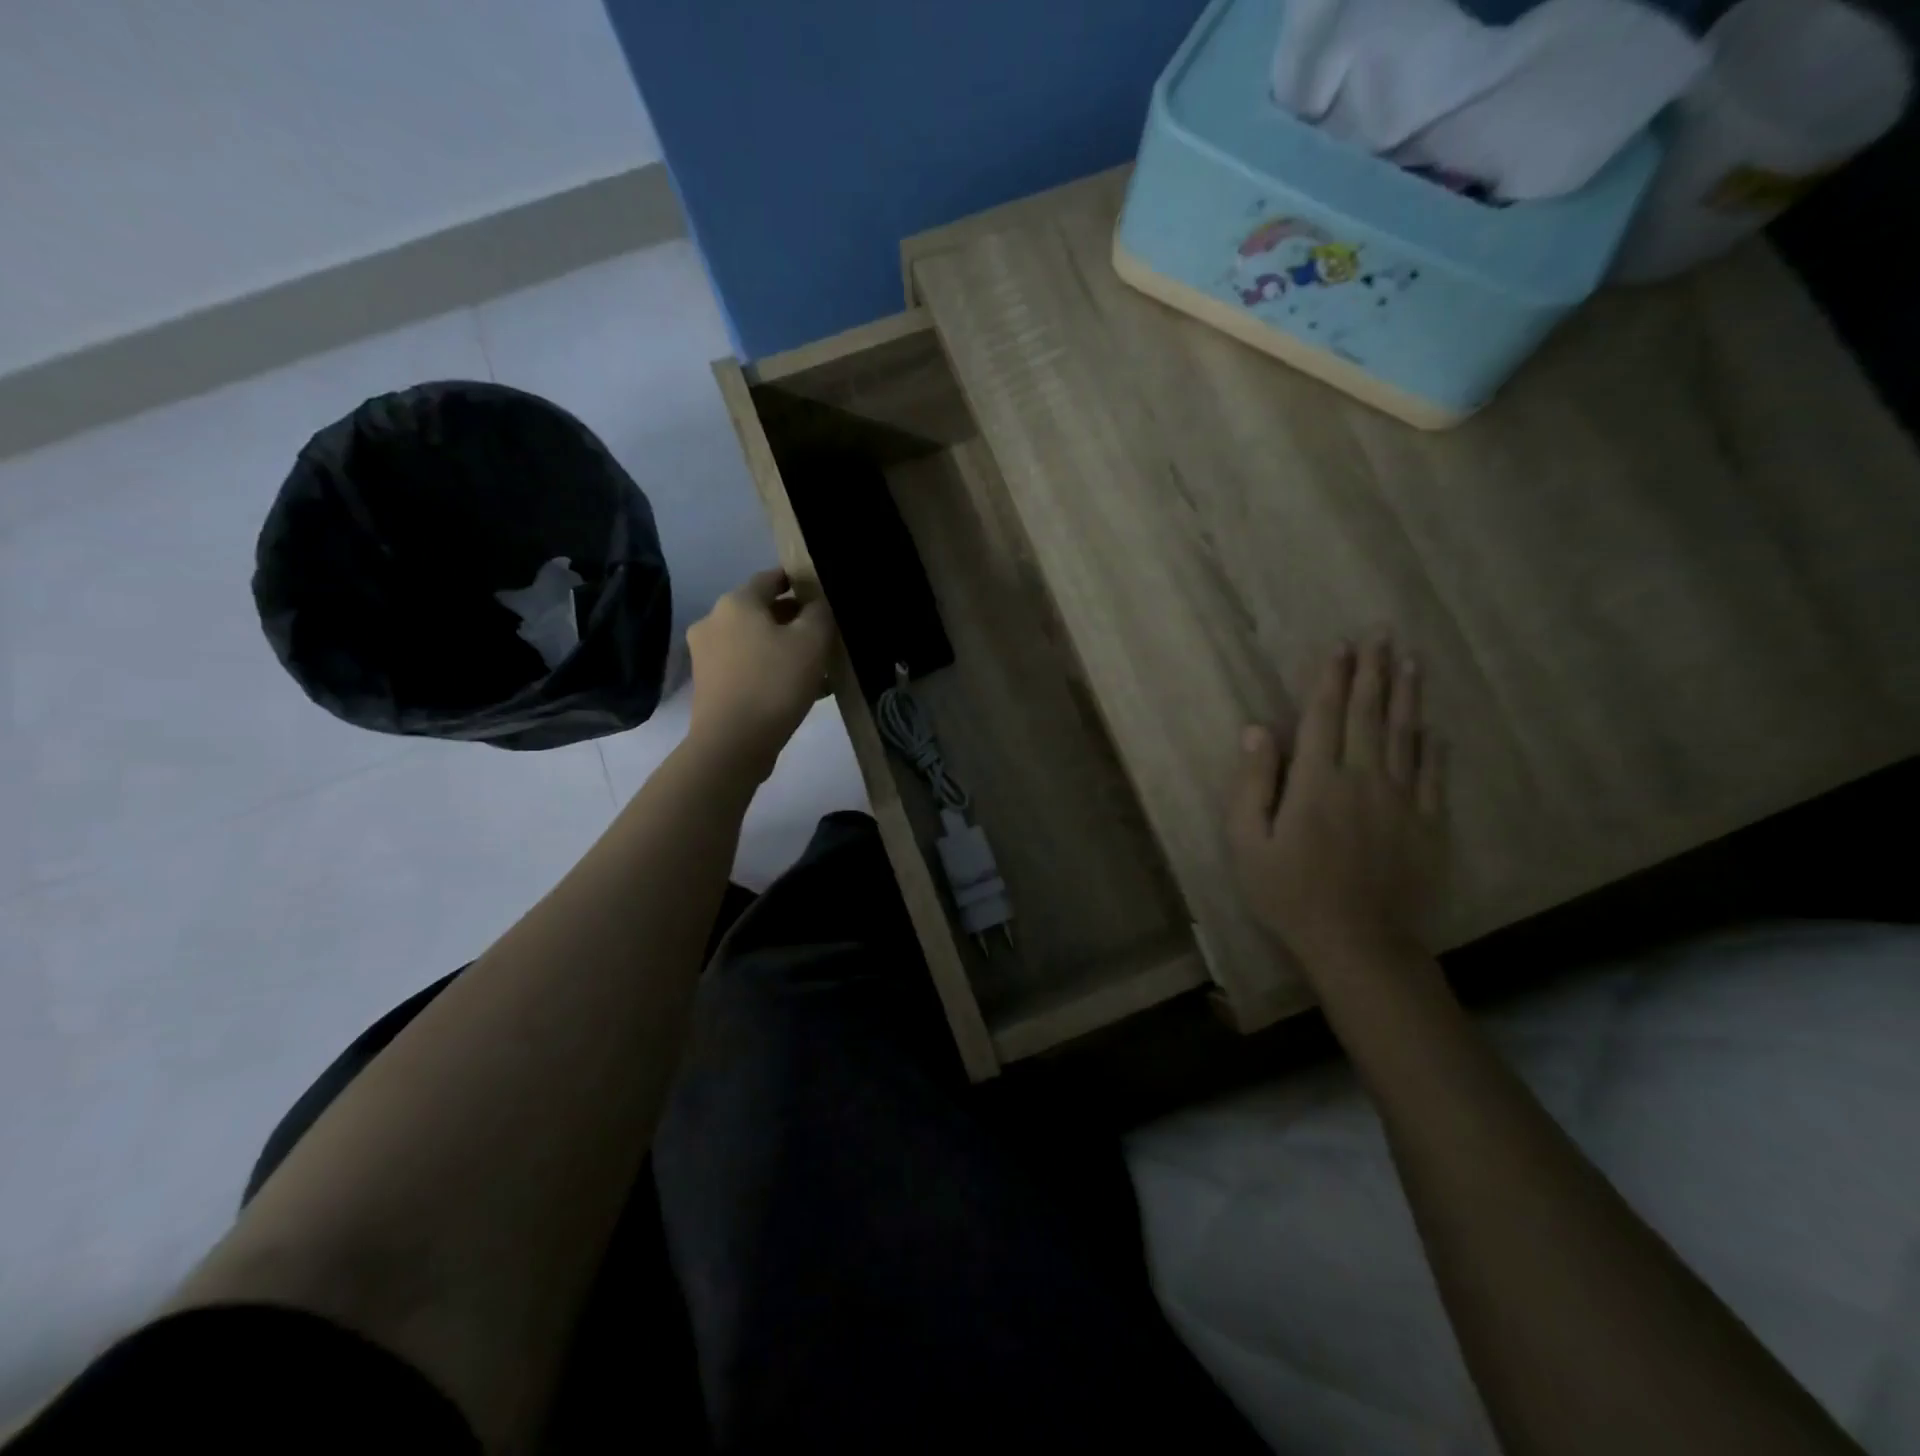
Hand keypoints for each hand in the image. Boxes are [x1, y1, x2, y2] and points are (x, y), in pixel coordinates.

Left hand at [686, 569, 835, 775]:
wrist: (732, 744)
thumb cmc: (774, 684)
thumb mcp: (812, 642)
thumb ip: (819, 613)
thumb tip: (816, 602)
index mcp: (736, 603)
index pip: (771, 578)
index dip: (798, 581)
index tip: (821, 593)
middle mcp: (713, 621)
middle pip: (760, 611)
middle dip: (792, 618)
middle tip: (823, 633)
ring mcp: (706, 654)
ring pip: (754, 641)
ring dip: (782, 647)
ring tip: (814, 665)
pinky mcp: (708, 684)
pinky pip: (745, 666)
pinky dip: (769, 668)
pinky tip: (794, 688)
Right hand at [1227, 637, 1446, 972]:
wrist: (1359, 944)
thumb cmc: (1289, 893)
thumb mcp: (1247, 842)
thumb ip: (1252, 783)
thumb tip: (1257, 730)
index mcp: (1316, 781)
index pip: (1324, 715)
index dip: (1331, 677)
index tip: (1340, 645)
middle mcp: (1363, 778)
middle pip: (1369, 714)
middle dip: (1374, 671)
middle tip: (1382, 634)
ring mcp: (1402, 800)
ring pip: (1406, 735)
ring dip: (1407, 695)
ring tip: (1411, 661)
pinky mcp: (1428, 824)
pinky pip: (1434, 775)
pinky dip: (1434, 747)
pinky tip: (1434, 728)